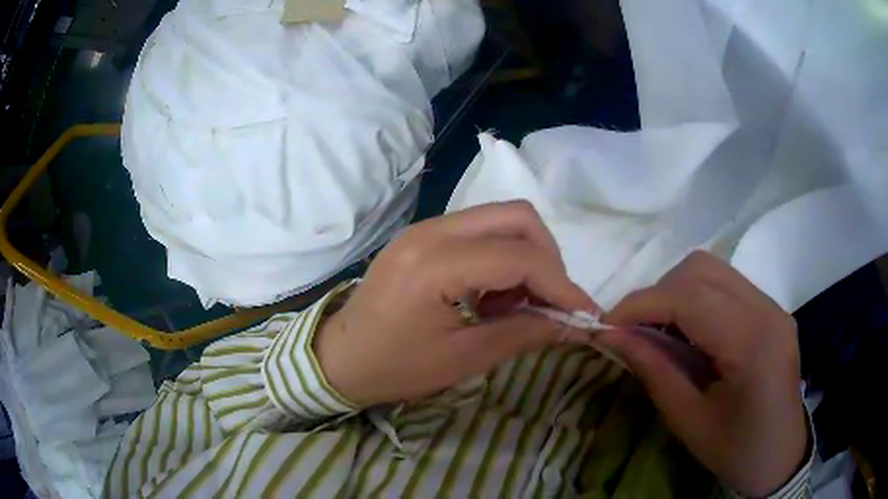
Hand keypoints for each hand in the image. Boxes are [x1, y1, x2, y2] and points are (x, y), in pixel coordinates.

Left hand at [314, 202, 595, 406]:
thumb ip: (524, 333)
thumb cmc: (393, 367)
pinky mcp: (424, 236)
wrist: (339, 358)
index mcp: (435, 263)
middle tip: (549, 304)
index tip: (587, 314)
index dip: (563, 285)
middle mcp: (432, 230)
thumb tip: (575, 325)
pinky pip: (480, 232)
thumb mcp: (463, 358)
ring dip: (524, 258)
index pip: (521, 257)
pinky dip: (501, 258)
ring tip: (517, 306)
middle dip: (547, 259)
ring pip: (500, 220)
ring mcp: (426, 228)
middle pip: (516, 217)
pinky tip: (492, 297)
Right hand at [600, 251, 807, 496]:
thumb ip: (655, 372)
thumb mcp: (689, 422)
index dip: (641, 304)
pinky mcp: (771, 308)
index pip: (689, 298)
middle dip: (658, 294)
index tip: (607, 325)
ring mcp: (772, 305)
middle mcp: (766, 310)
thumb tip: (614, 335)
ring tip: (661, 330)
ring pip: (712, 269)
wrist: (781, 455)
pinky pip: (725, 284)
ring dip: (676, 292)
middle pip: (701, 269)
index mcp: (751, 344)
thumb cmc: (736, 450)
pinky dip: (696, 298)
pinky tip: (690, 332)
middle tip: (636, 331)